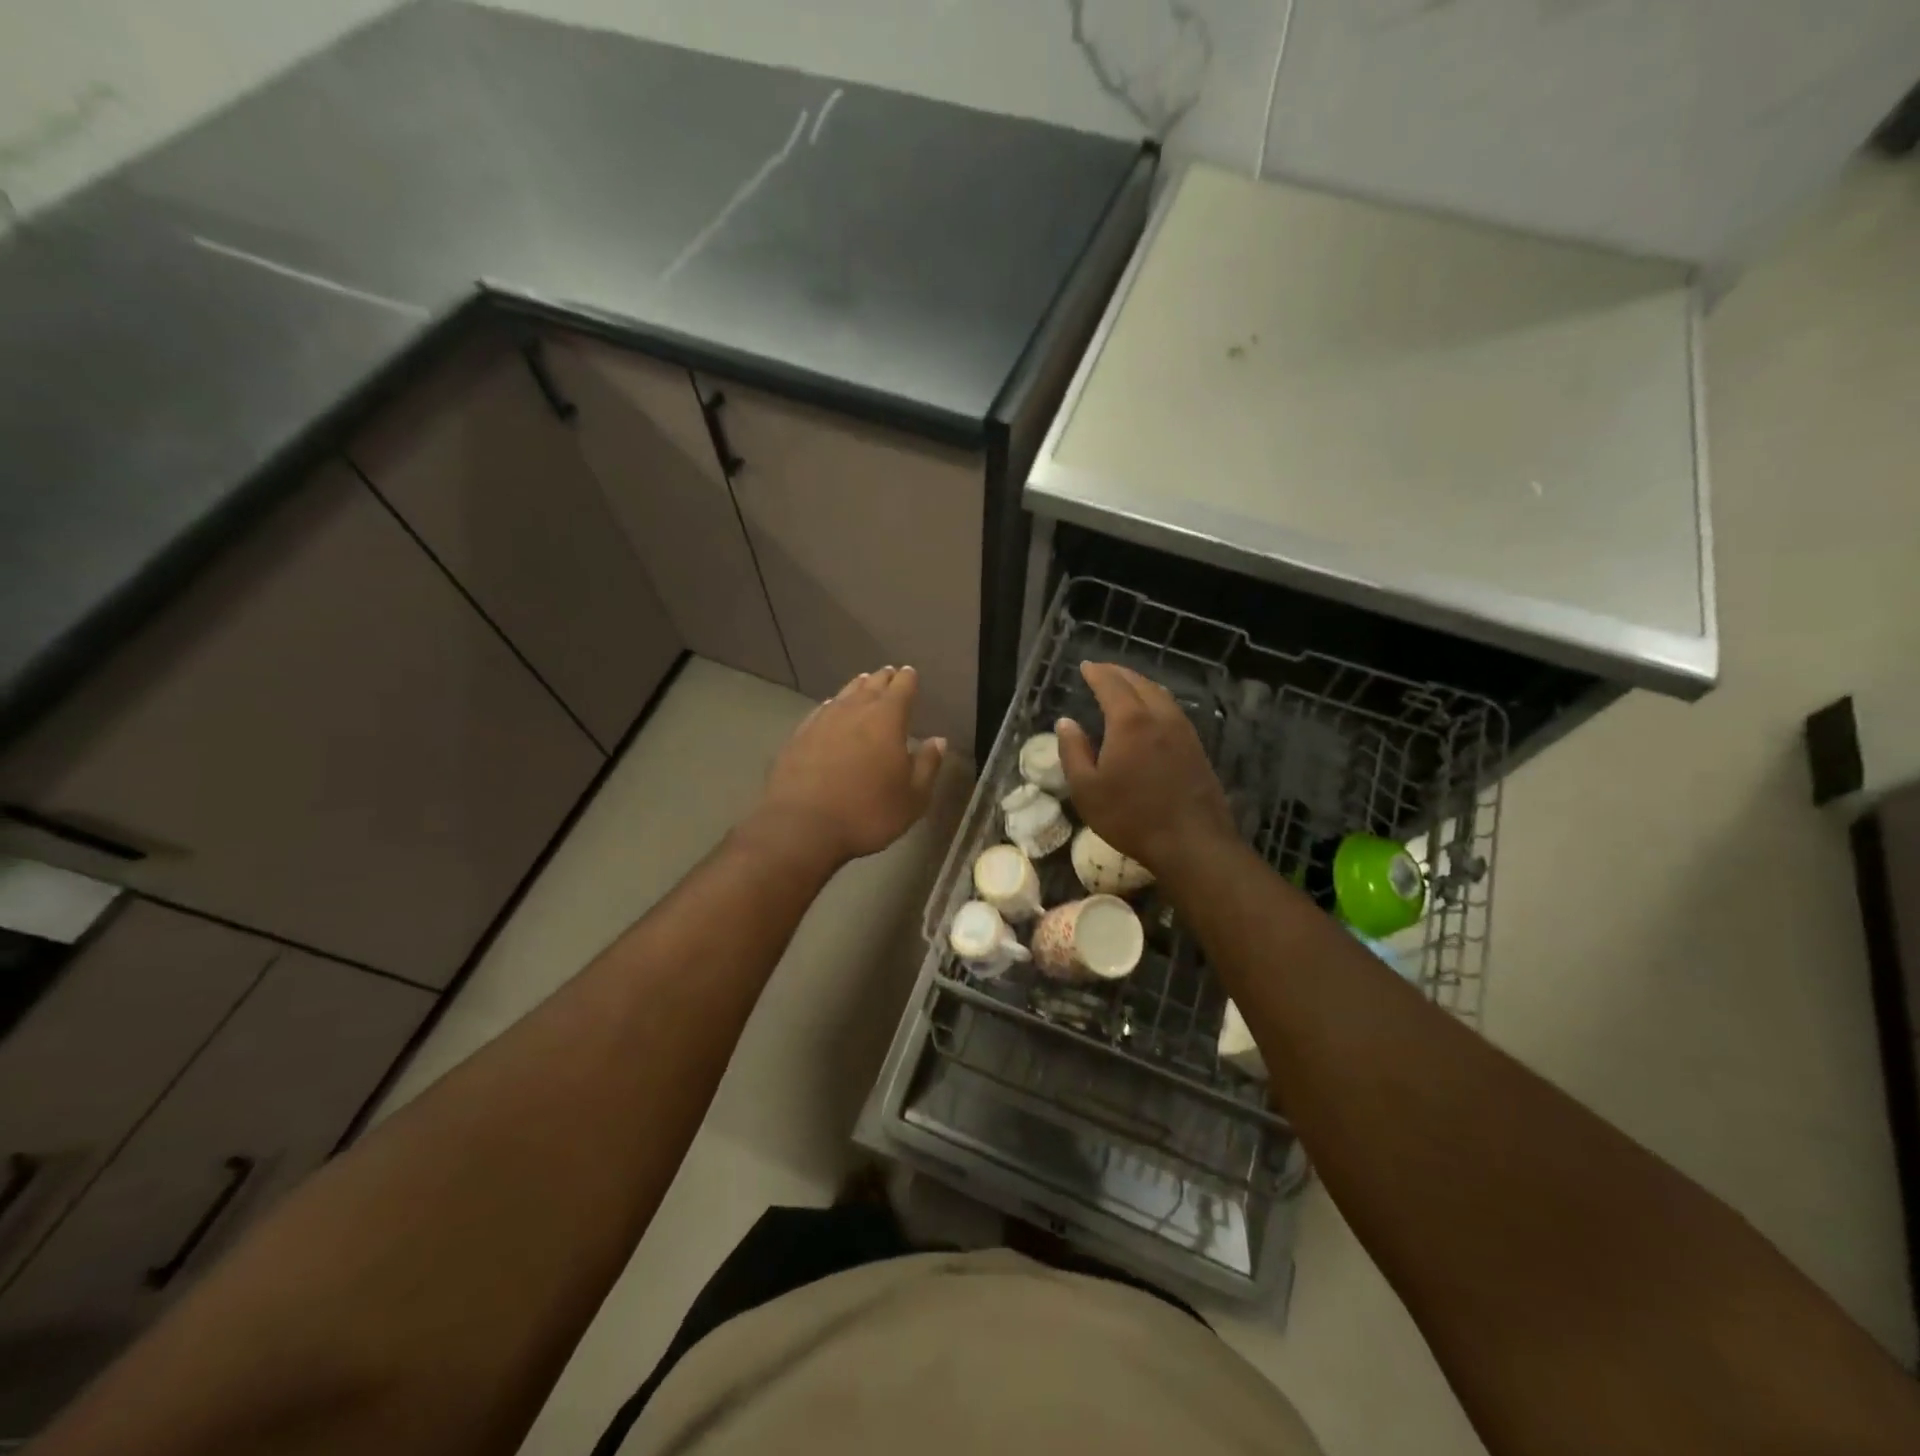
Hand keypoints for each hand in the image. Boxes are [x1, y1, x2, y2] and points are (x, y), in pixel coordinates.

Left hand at [749, 666, 945, 867]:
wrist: (802, 826)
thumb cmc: (868, 813)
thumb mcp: (912, 798)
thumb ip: (927, 765)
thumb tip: (939, 740)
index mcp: (887, 720)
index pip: (901, 689)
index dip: (908, 680)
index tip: (910, 673)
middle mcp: (854, 711)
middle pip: (871, 686)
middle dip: (883, 679)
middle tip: (888, 673)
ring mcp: (823, 721)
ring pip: (844, 695)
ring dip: (857, 687)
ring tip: (863, 683)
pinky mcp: (799, 736)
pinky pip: (821, 711)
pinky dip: (832, 706)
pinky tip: (831, 708)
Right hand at [1056, 662, 1235, 876]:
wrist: (1192, 842)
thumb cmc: (1130, 816)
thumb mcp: (1086, 789)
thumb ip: (1073, 751)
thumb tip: (1066, 722)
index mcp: (1130, 721)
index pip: (1111, 684)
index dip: (1096, 673)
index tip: (1085, 666)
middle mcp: (1160, 716)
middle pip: (1139, 683)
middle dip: (1119, 673)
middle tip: (1102, 670)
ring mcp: (1183, 731)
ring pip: (1160, 694)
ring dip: (1140, 684)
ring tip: (1125, 686)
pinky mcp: (1197, 747)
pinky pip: (1173, 710)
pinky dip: (1156, 700)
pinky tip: (1151, 713)